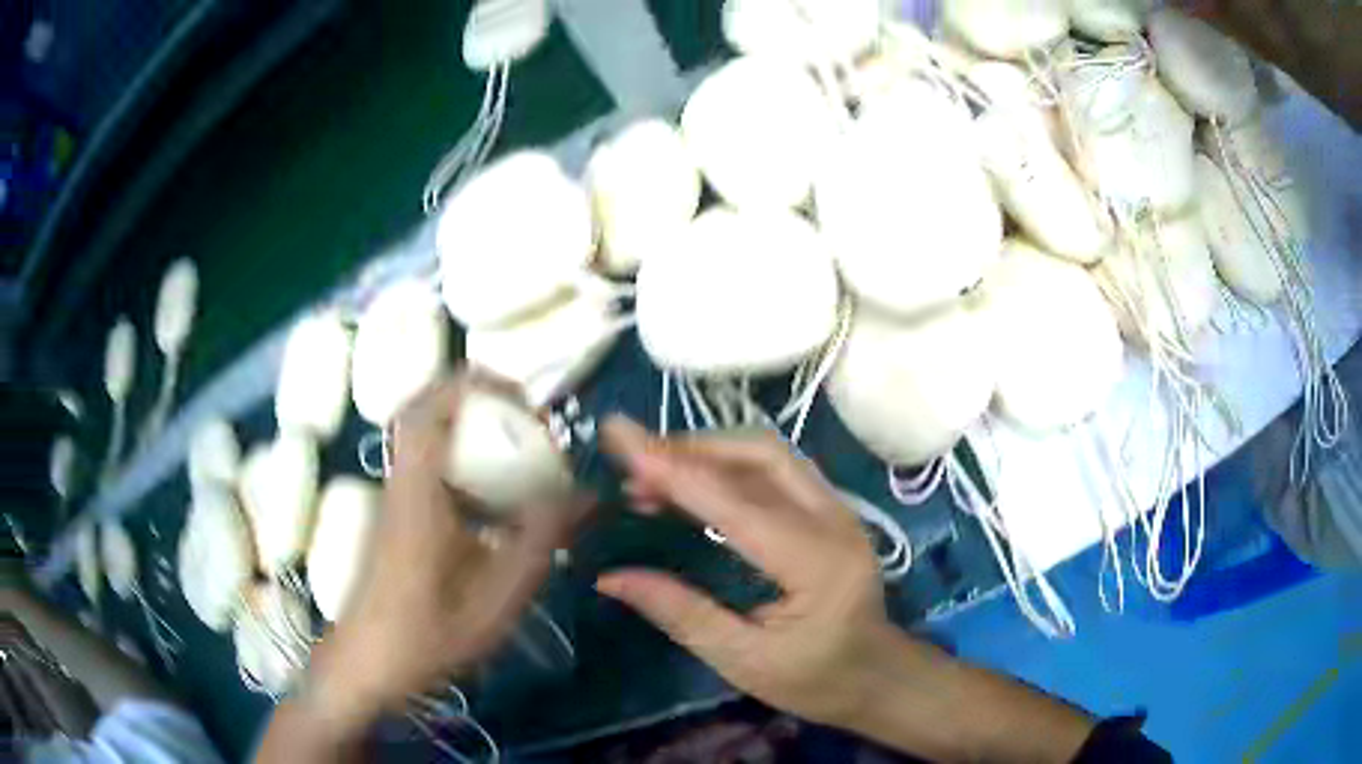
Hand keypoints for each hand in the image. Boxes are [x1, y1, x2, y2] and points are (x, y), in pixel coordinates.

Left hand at [312, 373, 589, 723]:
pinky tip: (499, 509)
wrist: (367, 663)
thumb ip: (540, 539)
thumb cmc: (428, 633)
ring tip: (523, 461)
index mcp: (418, 490)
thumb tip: (587, 495)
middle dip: (482, 403)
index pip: (432, 404)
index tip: (526, 402)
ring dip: (474, 434)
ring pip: (430, 439)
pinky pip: (432, 470)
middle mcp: (402, 481)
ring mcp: (395, 498)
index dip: (478, 384)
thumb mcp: (497, 596)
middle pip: (429, 410)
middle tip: (529, 425)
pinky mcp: (397, 517)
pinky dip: (467, 468)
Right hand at [595, 416, 896, 726]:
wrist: (876, 676)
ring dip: (708, 451)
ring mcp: (838, 509)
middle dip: (691, 448)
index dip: (674, 471)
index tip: (621, 441)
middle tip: (632, 460)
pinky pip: (776, 470)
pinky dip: (727, 465)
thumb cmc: (815, 680)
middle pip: (760, 455)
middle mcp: (834, 521)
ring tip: (651, 468)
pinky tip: (692, 481)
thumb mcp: (742, 660)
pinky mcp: (831, 510)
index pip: (737, 504)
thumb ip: (680, 613)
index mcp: (817, 564)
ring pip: (769, 453)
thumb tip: (610, 578)